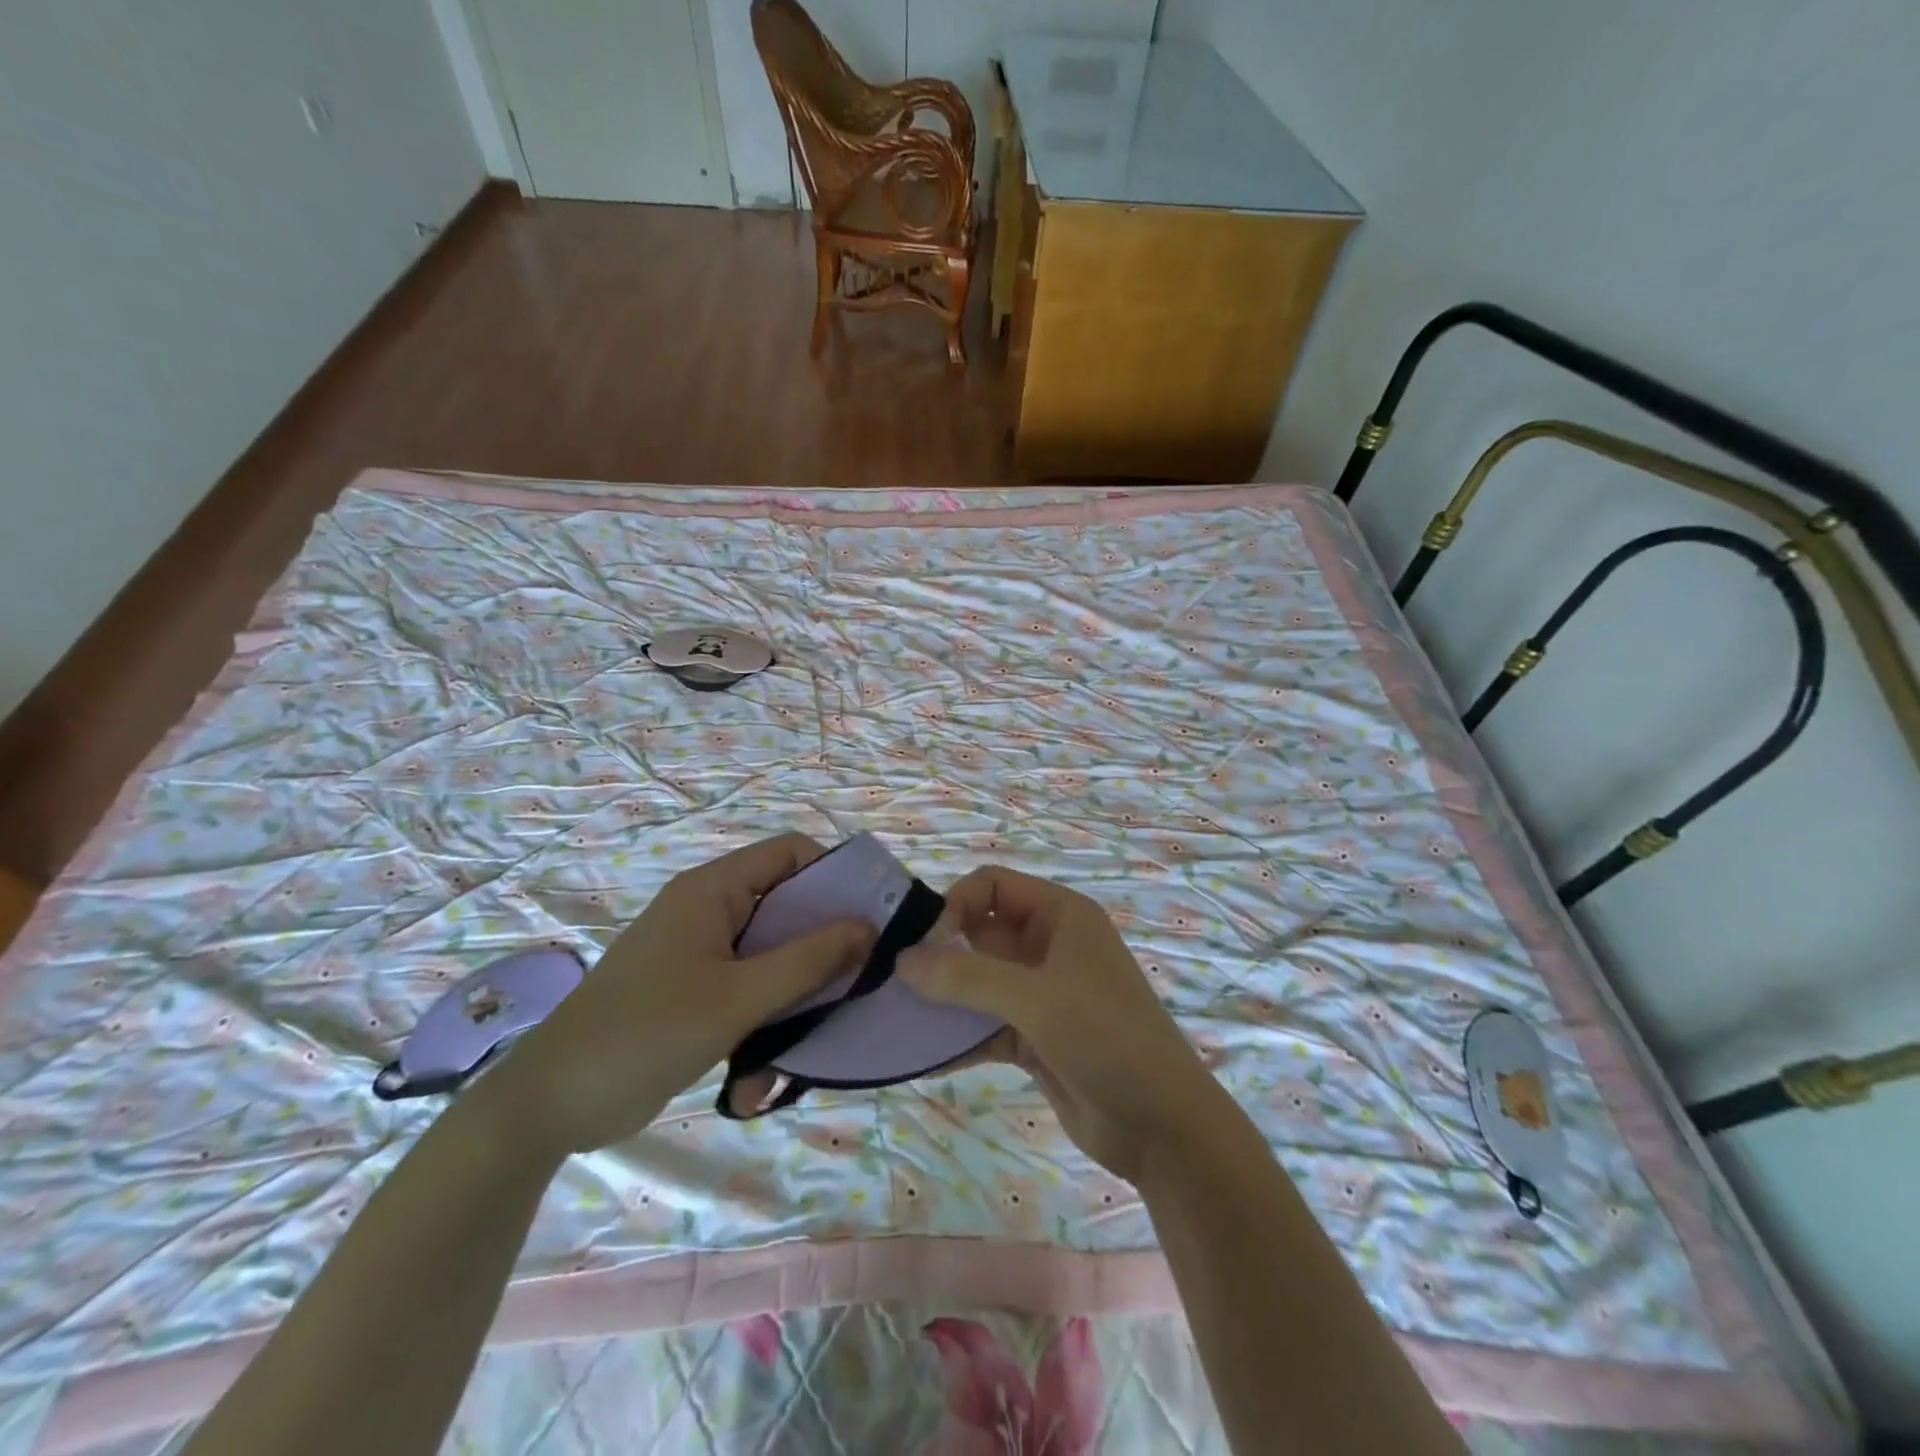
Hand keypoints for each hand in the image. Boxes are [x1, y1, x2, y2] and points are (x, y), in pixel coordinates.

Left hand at [476, 834, 871, 1158]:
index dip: (834, 875)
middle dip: (823, 941)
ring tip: (817, 1032)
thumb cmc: (647, 1033)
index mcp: (713, 890)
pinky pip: (748, 988)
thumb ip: (808, 960)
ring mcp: (699, 952)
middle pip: (786, 904)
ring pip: (771, 953)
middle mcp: (708, 910)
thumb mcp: (738, 997)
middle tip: (862, 975)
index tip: (871, 917)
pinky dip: (766, 1017)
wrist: (550, 1105)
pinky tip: (767, 1071)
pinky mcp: (693, 991)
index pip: (790, 853)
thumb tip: (868, 927)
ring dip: (795, 990)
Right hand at [899, 866, 1225, 1183]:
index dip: (955, 903)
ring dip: (943, 995)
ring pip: (978, 981)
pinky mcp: (1033, 1037)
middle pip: (981, 932)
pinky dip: (958, 1036)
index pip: (993, 886)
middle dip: (940, 951)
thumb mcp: (1036, 999)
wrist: (1162, 1128)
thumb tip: (901, 960)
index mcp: (1061, 916)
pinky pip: (984, 1025)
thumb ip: (966, 977)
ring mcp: (1041, 994)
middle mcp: (1048, 947)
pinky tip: (921, 1054)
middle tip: (893, 977)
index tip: (923, 941)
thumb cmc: (1106, 1038)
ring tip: (897, 1013)